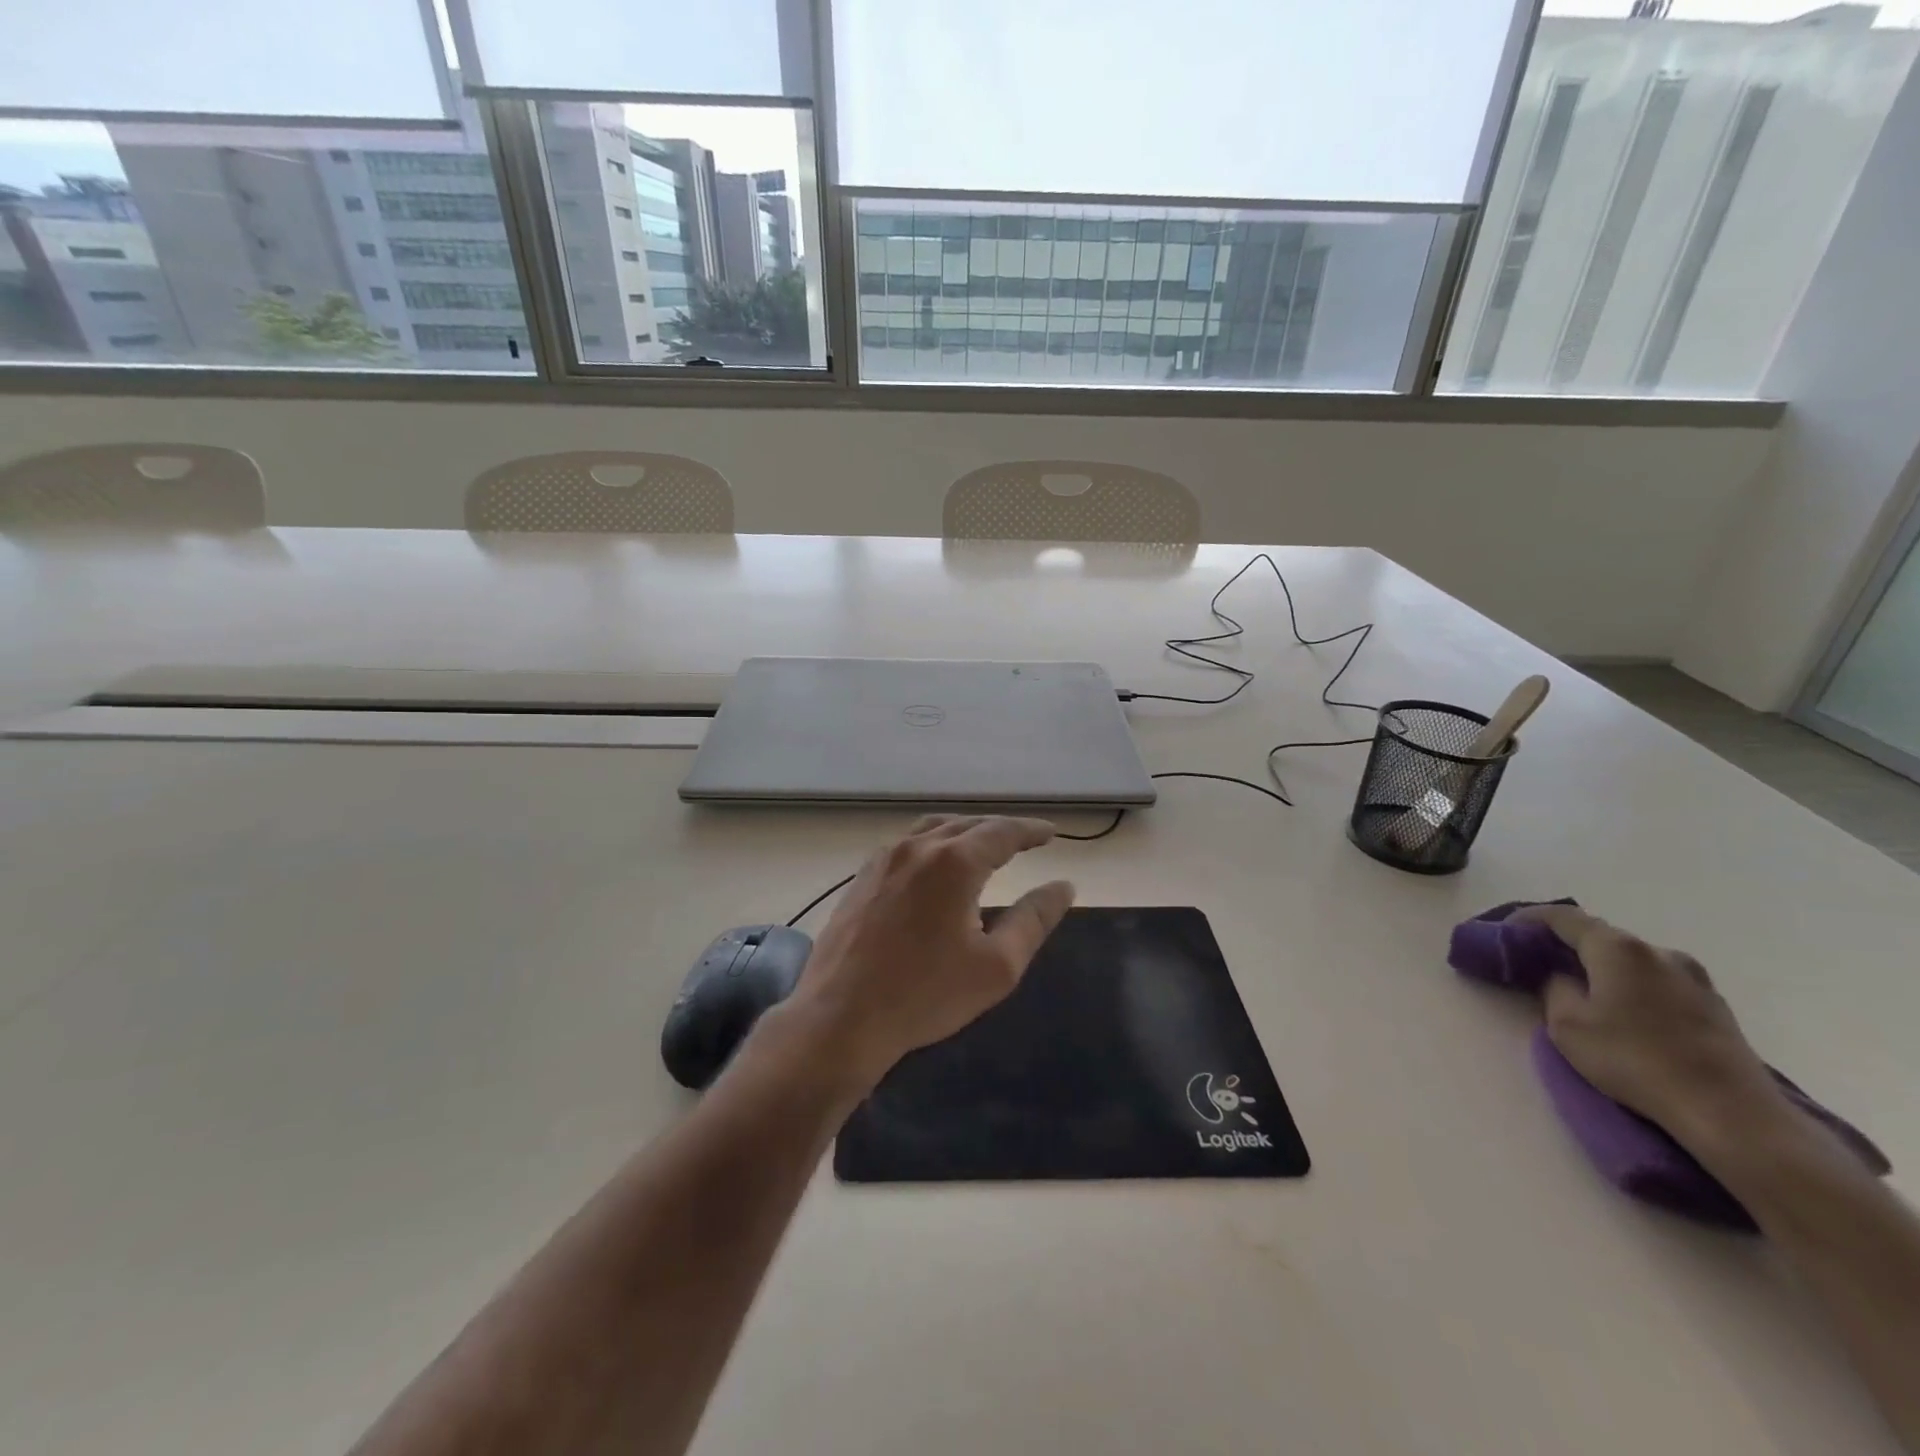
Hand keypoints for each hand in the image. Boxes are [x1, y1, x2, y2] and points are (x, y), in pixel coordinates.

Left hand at [784, 815, 1075, 1089]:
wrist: (841, 1016)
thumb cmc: (926, 994)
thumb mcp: (997, 965)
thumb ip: (1034, 919)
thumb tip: (1063, 886)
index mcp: (954, 862)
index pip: (1002, 832)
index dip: (1030, 830)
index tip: (1051, 832)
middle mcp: (917, 847)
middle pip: (967, 824)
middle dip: (999, 829)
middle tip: (1024, 839)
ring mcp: (883, 858)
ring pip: (933, 828)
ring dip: (964, 831)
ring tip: (983, 845)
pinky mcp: (861, 876)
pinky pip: (906, 844)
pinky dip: (933, 843)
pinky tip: (935, 865)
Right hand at [1513, 904, 1785, 1140]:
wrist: (1732, 1114)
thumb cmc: (1635, 1060)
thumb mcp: (1567, 1025)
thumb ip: (1554, 988)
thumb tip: (1561, 977)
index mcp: (1618, 948)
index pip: (1563, 917)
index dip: (1529, 919)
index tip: (1506, 931)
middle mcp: (1658, 951)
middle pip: (1601, 936)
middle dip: (1567, 944)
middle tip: (1540, 962)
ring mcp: (1694, 979)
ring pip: (1632, 960)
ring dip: (1603, 967)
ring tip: (1582, 989)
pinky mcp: (1715, 1007)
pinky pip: (1658, 982)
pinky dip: (1631, 986)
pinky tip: (1624, 1012)